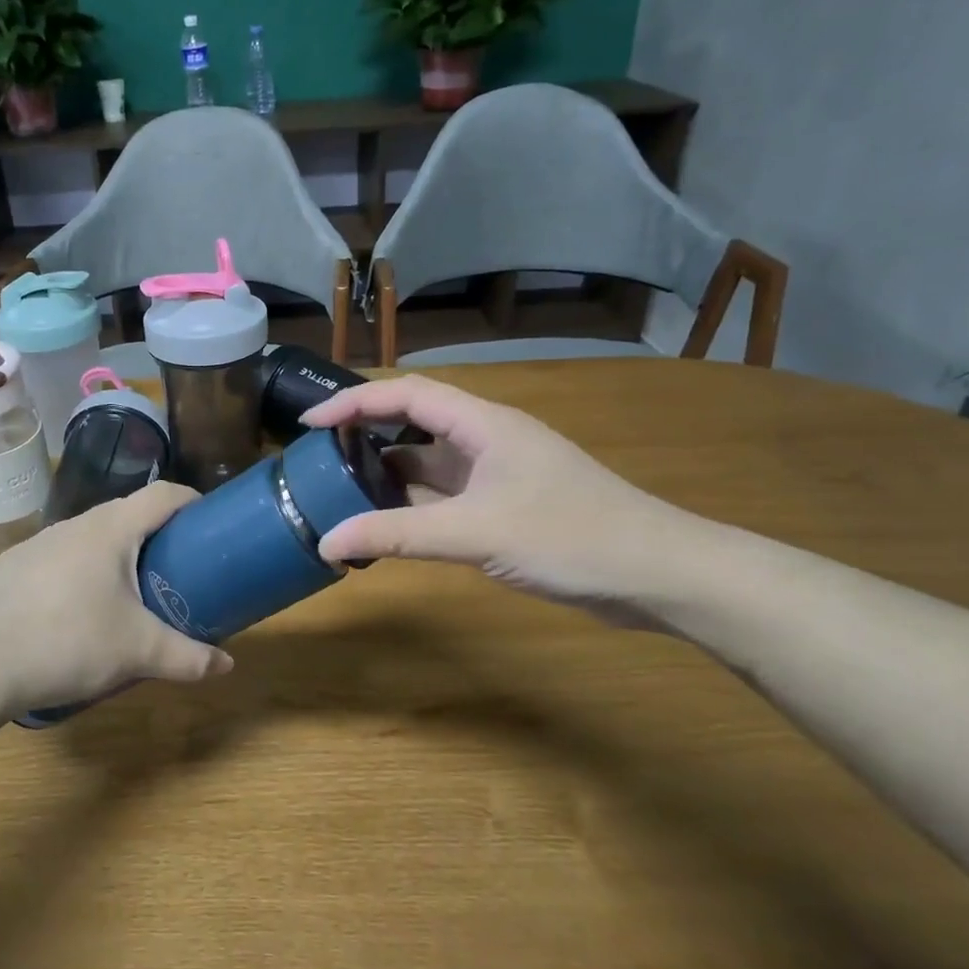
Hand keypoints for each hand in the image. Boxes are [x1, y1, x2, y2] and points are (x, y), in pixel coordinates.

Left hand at [0, 482, 232, 712]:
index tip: (209, 522)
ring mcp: (39, 542)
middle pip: (127, 513)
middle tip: (176, 566)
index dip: (192, 501)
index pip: (163, 494)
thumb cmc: (69, 643)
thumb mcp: (138, 652)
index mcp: (111, 529)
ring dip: (116, 553)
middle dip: (157, 533)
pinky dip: (80, 571)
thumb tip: (227, 665)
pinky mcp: (13, 565)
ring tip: (129, 591)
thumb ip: (188, 657)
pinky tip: (77, 610)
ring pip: (91, 536)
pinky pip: (60, 557)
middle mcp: (74, 524)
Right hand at [300, 374, 695, 611]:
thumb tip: (327, 542)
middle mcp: (488, 440)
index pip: (406, 394)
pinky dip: (415, 506)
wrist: (658, 573)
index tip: (310, 424)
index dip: (354, 402)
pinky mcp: (508, 506)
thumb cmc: (570, 536)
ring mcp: (500, 474)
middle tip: (319, 460)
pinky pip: (447, 495)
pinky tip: (390, 525)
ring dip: (389, 474)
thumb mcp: (475, 532)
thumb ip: (398, 535)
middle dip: (366, 435)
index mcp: (483, 424)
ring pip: (430, 462)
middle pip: (414, 422)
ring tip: (342, 493)